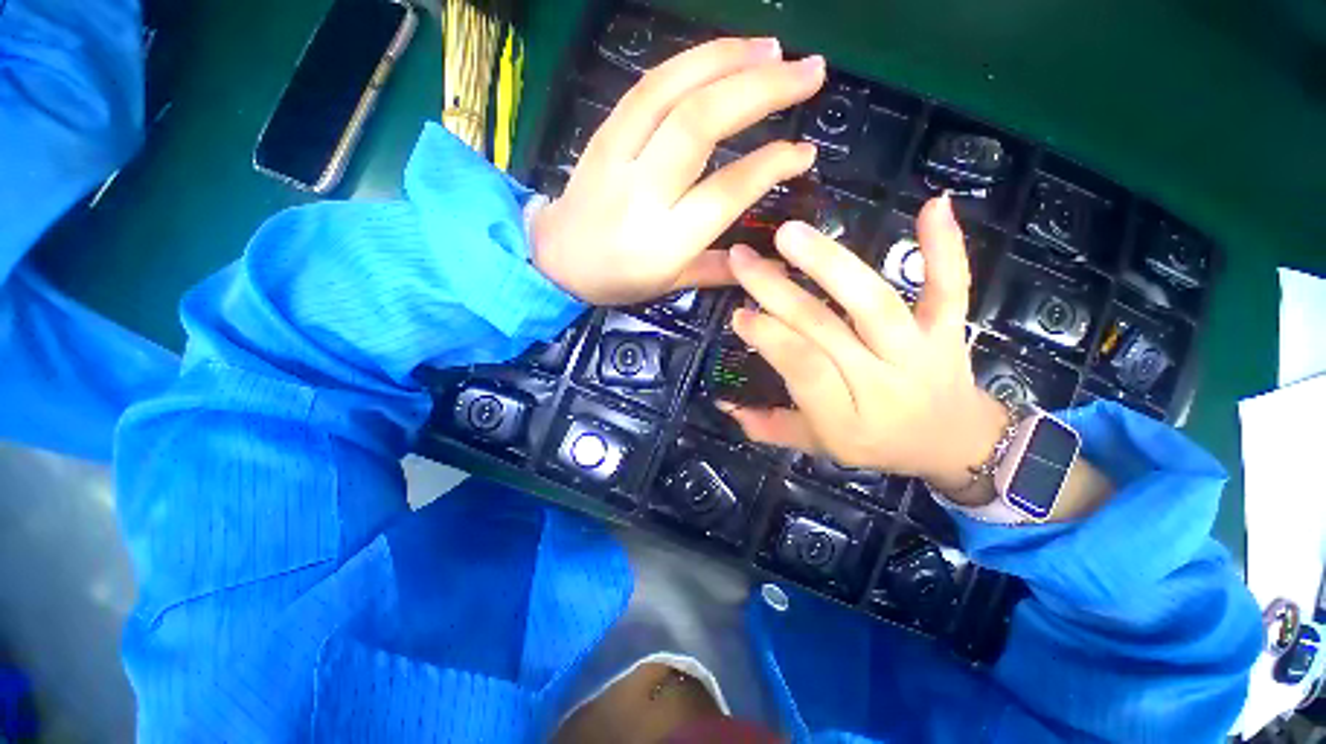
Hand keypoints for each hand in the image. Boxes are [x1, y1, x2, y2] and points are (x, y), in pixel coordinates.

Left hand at [529, 38, 824, 304]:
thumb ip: (718, 270)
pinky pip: (648, 87)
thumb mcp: (670, 285)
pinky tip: (725, 54)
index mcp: (663, 243)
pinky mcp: (603, 133)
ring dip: (729, 60)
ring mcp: (617, 157)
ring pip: (672, 92)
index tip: (804, 152)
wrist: (558, 258)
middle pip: (700, 126)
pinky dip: (691, 62)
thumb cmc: (618, 279)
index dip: (771, 165)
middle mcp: (641, 195)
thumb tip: (768, 258)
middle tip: (810, 72)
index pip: (725, 192)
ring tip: (775, 51)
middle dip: (761, 90)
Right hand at [720, 195, 1009, 503]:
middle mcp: (883, 383)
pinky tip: (932, 205)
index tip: (739, 313)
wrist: (955, 444)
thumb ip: (770, 427)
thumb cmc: (877, 444)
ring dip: (830, 264)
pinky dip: (944, 248)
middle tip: (743, 259)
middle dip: (779, 292)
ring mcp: (921, 352)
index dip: (770, 339)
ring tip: (790, 234)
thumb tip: (724, 404)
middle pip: (827, 330)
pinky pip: (950, 288)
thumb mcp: (819, 446)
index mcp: (847, 420)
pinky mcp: (950, 329)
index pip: (804, 370)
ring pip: (874, 303)